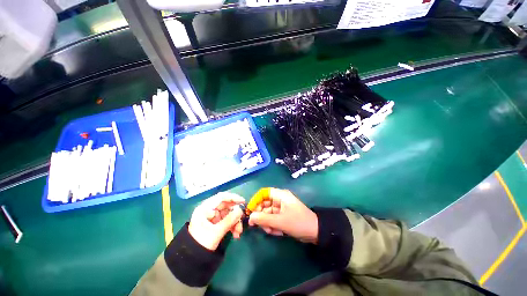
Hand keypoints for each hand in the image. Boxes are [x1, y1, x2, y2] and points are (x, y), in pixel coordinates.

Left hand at [188, 192, 244, 250]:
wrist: (192, 260)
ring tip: (238, 232)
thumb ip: (229, 220)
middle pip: (226, 206)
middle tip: (242, 220)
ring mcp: (212, 217)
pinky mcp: (215, 223)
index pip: (221, 197)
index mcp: (205, 208)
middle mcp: (209, 210)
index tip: (243, 202)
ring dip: (235, 222)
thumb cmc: (201, 243)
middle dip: (235, 214)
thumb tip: (241, 210)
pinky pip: (226, 220)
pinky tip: (235, 234)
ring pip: (228, 214)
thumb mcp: (216, 232)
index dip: (233, 197)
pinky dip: (232, 226)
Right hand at [248, 188, 317, 243]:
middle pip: (264, 204)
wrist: (315, 232)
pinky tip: (277, 232)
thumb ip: (263, 219)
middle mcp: (279, 199)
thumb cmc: (298, 222)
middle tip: (257, 226)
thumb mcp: (280, 221)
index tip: (249, 211)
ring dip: (267, 223)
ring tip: (271, 231)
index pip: (263, 193)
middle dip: (261, 216)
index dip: (255, 200)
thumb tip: (250, 217)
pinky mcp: (283, 215)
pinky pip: (273, 219)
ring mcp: (281, 208)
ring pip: (267, 213)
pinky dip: (272, 225)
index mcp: (280, 195)